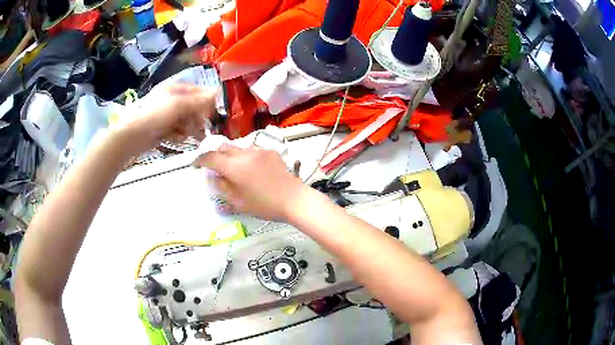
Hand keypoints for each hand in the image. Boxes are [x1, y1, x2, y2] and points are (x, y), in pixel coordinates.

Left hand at [116, 84, 216, 156]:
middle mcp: (171, 99)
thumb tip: (218, 91)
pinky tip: (176, 139)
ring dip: (188, 128)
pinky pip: (176, 130)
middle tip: (202, 128)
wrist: (133, 136)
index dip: (206, 100)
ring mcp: (166, 114)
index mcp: (174, 89)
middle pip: (192, 107)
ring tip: (187, 135)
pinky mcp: (162, 128)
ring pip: (185, 120)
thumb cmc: (155, 116)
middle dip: (197, 118)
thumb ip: (199, 100)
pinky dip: (178, 135)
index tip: (214, 112)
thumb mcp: (179, 105)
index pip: (196, 91)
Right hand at [195, 145, 305, 220]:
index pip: (210, 157)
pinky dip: (246, 157)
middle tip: (214, 167)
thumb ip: (222, 187)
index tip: (195, 164)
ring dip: (231, 156)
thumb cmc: (264, 205)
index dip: (200, 160)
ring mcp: (259, 150)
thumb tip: (212, 176)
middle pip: (223, 148)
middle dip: (215, 155)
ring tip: (234, 169)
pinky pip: (253, 151)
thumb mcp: (238, 201)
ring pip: (238, 148)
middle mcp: (244, 153)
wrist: (294, 199)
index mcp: (234, 166)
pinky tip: (253, 170)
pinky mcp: (271, 152)